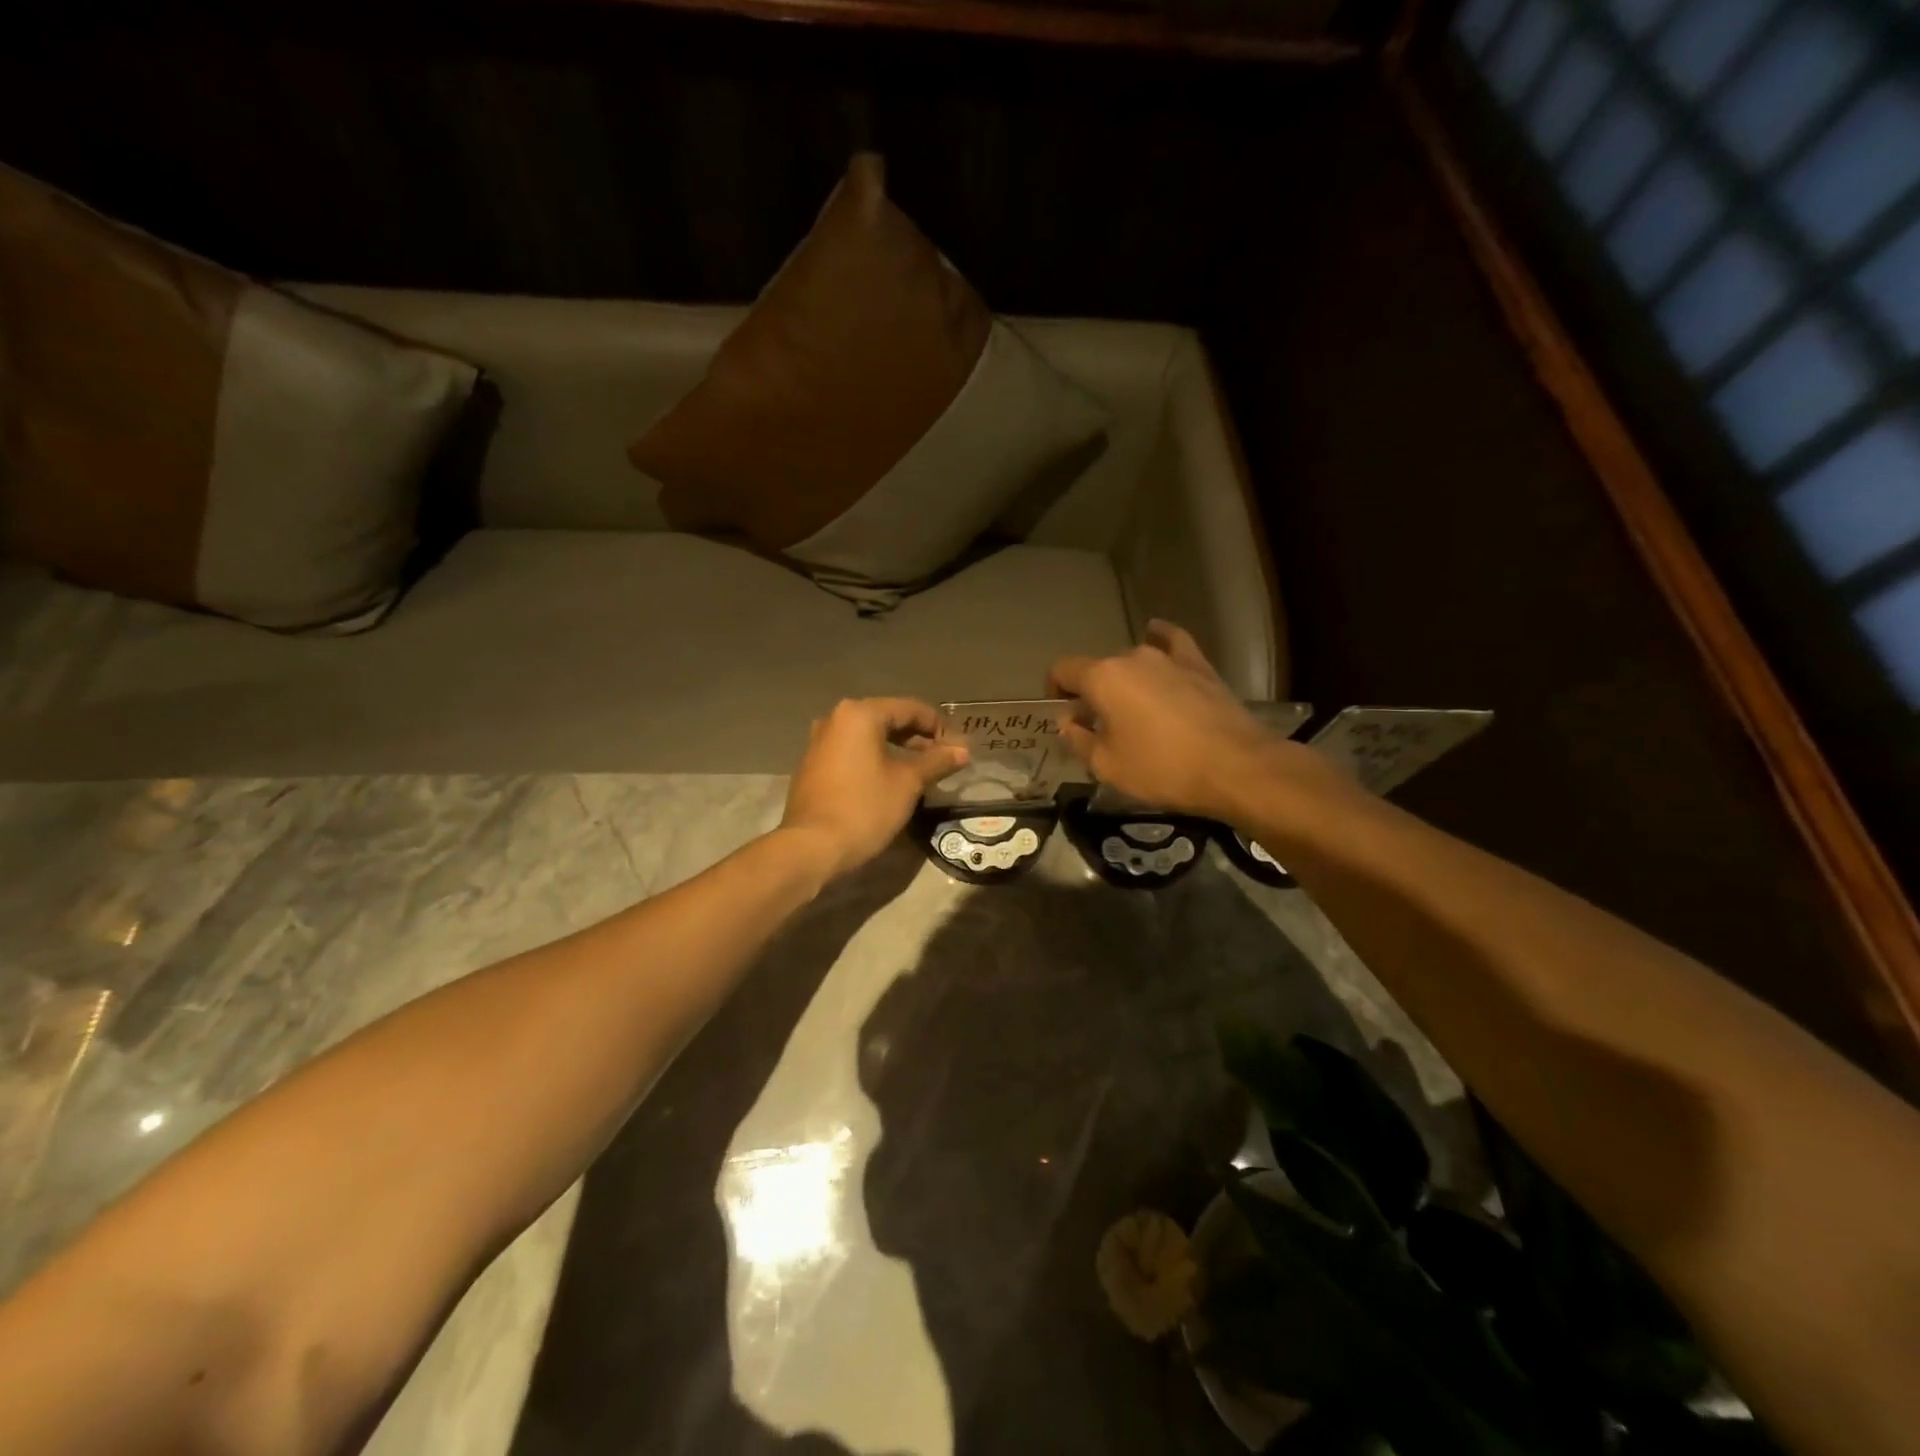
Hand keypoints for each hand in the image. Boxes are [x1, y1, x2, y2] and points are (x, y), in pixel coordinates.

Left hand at [780, 698, 968, 878]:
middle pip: (888, 719)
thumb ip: (937, 761)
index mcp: (860, 714)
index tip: (958, 749)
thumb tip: (963, 751)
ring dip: (898, 749)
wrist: (812, 847)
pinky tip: (891, 779)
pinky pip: (852, 752)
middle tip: (943, 760)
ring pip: (869, 736)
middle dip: (919, 737)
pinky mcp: (813, 765)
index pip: (911, 709)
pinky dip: (875, 759)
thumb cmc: (865, 808)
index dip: (939, 726)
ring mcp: (819, 742)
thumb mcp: (908, 783)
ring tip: (921, 771)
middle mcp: (836, 719)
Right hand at [1048, 621, 1298, 821]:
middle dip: (1093, 692)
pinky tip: (1156, 635)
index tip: (1062, 713)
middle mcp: (1131, 657)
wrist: (1235, 766)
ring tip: (1133, 708)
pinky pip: (1172, 642)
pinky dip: (1160, 638)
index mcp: (1102, 678)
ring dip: (1125, 681)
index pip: (1063, 669)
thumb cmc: (1162, 769)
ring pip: (1133, 661)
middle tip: (1100, 726)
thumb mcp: (1107, 766)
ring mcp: (1169, 657)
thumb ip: (1079, 740)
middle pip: (1099, 668)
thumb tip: (1069, 722)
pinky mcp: (1200, 665)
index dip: (1055, 689)